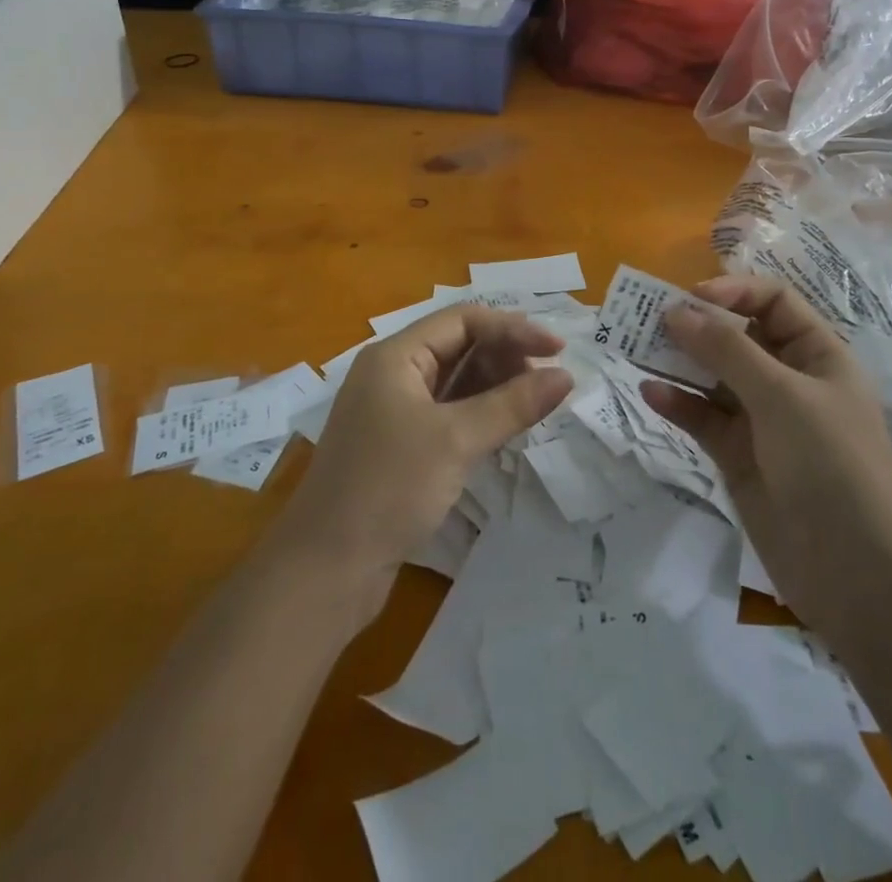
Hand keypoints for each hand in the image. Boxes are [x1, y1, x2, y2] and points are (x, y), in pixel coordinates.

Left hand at [271, 305, 573, 613]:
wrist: (326, 571)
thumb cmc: (388, 488)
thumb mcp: (455, 440)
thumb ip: (513, 404)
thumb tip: (565, 377)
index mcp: (395, 356)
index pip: (462, 321)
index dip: (513, 328)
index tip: (558, 349)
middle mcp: (393, 375)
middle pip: (459, 347)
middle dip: (506, 357)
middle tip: (551, 379)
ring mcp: (395, 412)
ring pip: (456, 383)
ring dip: (497, 387)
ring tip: (538, 401)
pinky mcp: (401, 447)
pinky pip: (450, 415)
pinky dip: (481, 415)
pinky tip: (509, 427)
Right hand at [642, 275, 891, 633]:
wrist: (855, 574)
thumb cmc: (830, 465)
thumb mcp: (781, 396)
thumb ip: (726, 350)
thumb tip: (675, 311)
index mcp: (817, 355)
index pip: (774, 301)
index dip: (734, 290)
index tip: (689, 296)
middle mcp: (789, 380)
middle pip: (737, 335)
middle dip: (696, 324)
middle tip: (647, 317)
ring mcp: (762, 419)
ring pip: (713, 376)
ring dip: (678, 360)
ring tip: (635, 348)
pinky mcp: (738, 455)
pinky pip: (702, 417)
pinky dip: (677, 403)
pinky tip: (650, 393)